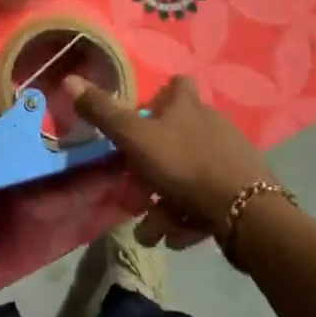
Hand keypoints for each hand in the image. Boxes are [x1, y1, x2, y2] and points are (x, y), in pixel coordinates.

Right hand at [63, 74, 270, 249]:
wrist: (247, 214)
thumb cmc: (185, 164)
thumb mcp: (135, 138)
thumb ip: (103, 113)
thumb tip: (68, 79)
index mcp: (188, 106)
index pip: (176, 85)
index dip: (159, 98)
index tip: (141, 120)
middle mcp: (212, 124)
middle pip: (175, 137)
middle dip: (150, 168)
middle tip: (135, 193)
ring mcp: (230, 158)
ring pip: (187, 174)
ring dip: (165, 202)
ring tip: (152, 230)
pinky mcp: (243, 190)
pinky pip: (207, 199)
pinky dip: (188, 216)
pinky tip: (176, 237)